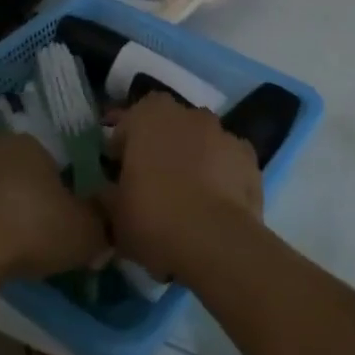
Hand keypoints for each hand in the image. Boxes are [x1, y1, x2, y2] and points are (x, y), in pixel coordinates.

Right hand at [103, 94, 261, 281]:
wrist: (216, 241)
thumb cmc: (154, 217)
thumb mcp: (113, 213)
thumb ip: (107, 196)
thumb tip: (106, 194)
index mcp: (149, 115)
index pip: (128, 121)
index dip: (122, 146)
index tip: (117, 173)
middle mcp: (188, 113)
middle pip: (167, 127)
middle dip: (159, 148)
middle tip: (152, 183)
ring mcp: (223, 133)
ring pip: (200, 141)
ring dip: (192, 159)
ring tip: (187, 197)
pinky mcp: (249, 157)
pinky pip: (227, 161)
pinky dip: (221, 174)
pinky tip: (215, 204)